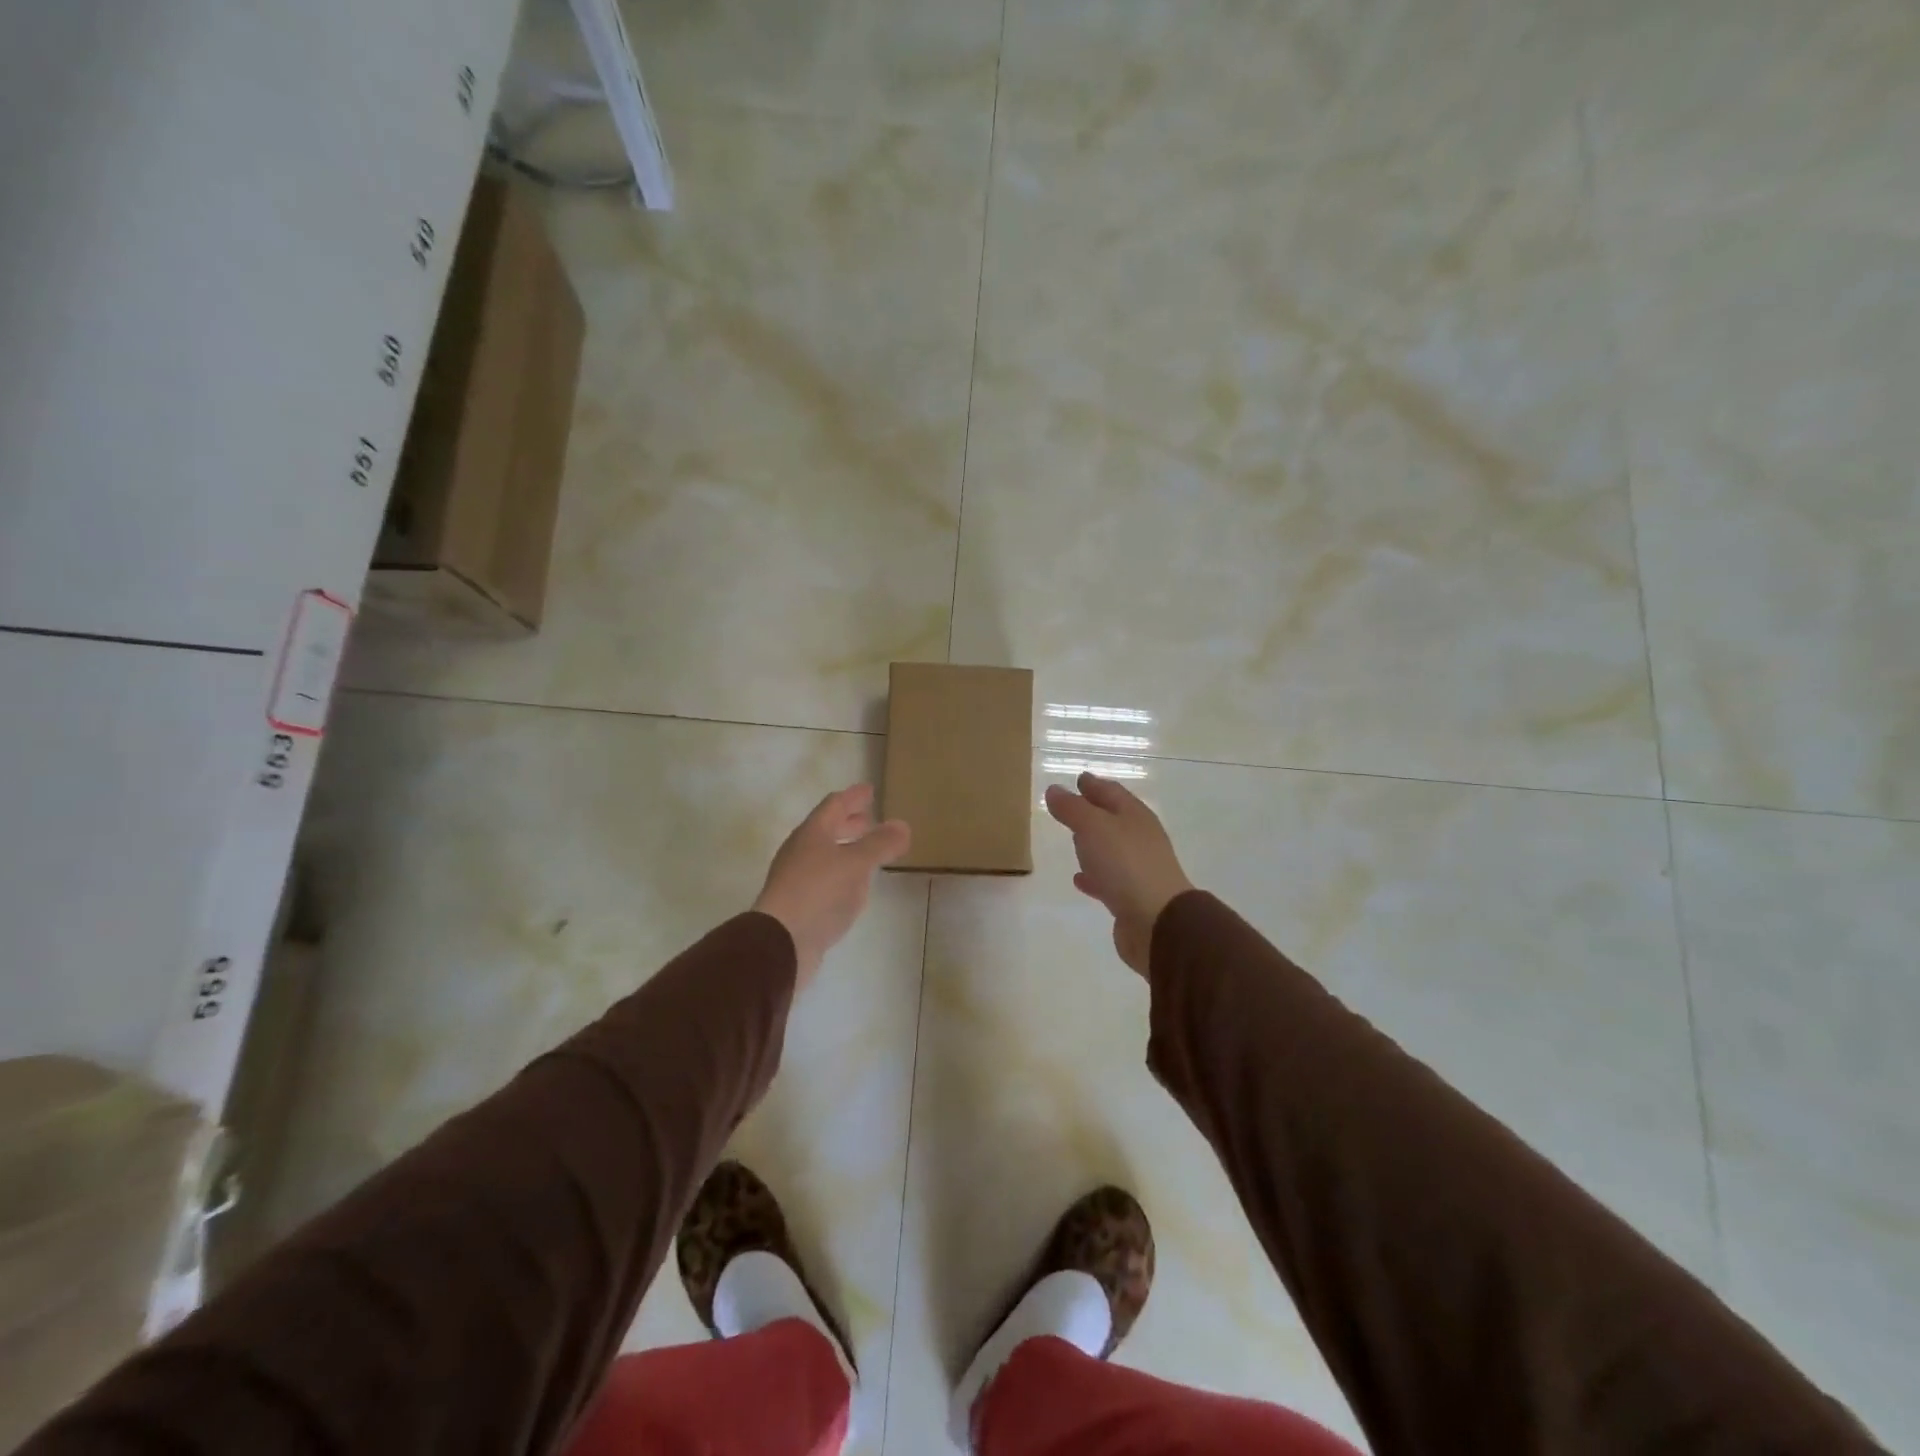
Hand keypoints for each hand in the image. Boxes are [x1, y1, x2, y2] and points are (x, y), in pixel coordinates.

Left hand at [752, 784, 909, 991]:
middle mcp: (801, 851)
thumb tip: (902, 825)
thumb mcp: (856, 864)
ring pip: (825, 854)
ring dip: (846, 849)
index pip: (834, 805)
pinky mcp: (799, 904)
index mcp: (812, 833)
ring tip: (866, 852)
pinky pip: (824, 879)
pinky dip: (842, 874)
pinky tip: (853, 886)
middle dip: (849, 823)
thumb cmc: (819, 892)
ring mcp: (797, 878)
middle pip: (826, 829)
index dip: (853, 797)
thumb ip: (880, 844)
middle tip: (869, 819)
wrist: (781, 943)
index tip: (869, 790)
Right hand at [1044, 772, 1193, 976]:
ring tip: (1072, 840)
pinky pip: (1107, 879)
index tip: (1078, 778)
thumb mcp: (1093, 828)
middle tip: (1071, 807)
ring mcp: (1138, 868)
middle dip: (1094, 811)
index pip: (1112, 792)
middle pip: (1114, 818)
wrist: (1157, 921)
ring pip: (1111, 848)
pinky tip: (1079, 879)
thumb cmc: (1125, 864)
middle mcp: (1140, 838)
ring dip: (1093, 843)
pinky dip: (1093, 875)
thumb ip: (1072, 808)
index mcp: (1135, 816)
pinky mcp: (1131, 897)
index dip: (1094, 784)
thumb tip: (1054, 789)